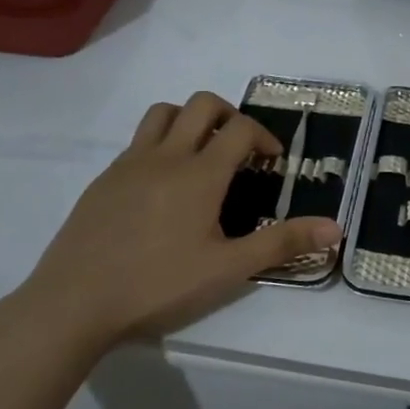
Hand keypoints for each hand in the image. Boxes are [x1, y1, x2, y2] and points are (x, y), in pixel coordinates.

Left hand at [1, 93, 340, 355]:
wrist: (73, 304)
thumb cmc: (158, 285)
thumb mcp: (228, 269)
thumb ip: (282, 243)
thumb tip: (337, 228)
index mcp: (200, 173)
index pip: (240, 128)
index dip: (264, 136)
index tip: (272, 162)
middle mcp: (165, 155)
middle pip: (202, 104)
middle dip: (230, 116)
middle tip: (240, 150)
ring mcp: (129, 164)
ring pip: (163, 113)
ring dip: (190, 120)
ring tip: (201, 155)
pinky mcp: (103, 180)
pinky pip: (138, 141)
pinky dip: (160, 144)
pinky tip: (161, 187)